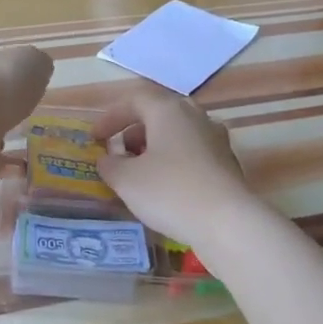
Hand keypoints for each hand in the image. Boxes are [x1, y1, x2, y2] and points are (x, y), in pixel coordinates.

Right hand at [90, 84, 259, 247]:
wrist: (227, 223)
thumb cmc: (169, 191)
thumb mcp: (126, 179)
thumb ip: (110, 164)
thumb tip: (108, 159)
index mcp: (169, 110)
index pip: (134, 100)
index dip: (110, 117)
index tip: (95, 139)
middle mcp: (195, 116)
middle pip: (158, 114)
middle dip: (134, 132)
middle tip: (118, 153)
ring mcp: (216, 139)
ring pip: (177, 134)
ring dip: (154, 148)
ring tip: (139, 173)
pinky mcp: (227, 163)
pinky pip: (192, 153)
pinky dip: (173, 162)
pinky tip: (165, 188)